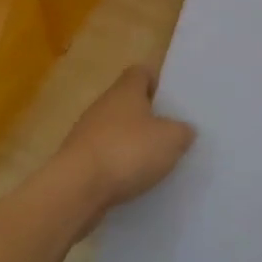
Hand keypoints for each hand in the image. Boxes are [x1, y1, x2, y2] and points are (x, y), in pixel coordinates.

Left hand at [54, 66, 195, 216]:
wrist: (77, 189)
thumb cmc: (128, 151)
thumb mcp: (172, 139)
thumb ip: (183, 131)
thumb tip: (183, 130)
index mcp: (125, 91)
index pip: (140, 72)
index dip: (157, 82)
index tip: (172, 100)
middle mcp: (102, 106)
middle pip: (128, 103)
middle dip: (148, 117)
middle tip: (171, 134)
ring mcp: (86, 134)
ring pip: (116, 132)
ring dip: (133, 144)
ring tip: (156, 162)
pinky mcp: (78, 162)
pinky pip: (105, 158)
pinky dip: (119, 167)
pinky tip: (134, 182)